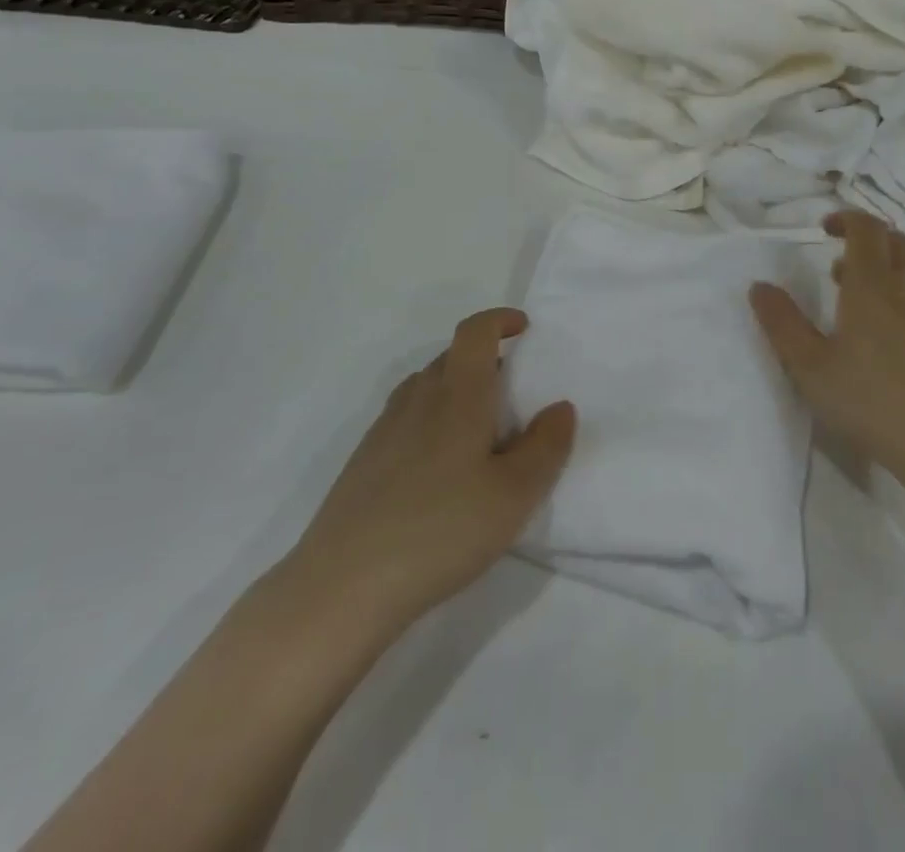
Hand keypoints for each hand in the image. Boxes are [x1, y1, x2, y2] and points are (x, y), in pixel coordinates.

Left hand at [277, 309, 575, 635]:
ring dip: (457, 389)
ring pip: (426, 387)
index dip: (499, 320)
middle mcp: (418, 399)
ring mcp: (385, 429)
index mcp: (458, 395)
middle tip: (513, 391)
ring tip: (480, 430)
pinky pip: (407, 418)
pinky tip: (440, 467)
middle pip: (451, 356)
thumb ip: (546, 446)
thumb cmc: (442, 529)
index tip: (523, 328)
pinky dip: (432, 419)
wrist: (344, 585)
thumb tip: (560, 407)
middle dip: (485, 358)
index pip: (475, 332)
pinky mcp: (365, 461)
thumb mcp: (515, 494)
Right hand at [749, 212, 904, 479]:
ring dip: (886, 269)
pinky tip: (892, 336)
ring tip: (859, 300)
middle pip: (895, 241)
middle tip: (839, 261)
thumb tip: (759, 286)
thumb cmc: (872, 400)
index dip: (846, 218)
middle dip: (867, 238)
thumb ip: (782, 324)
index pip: (866, 228)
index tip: (824, 228)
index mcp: (872, 285)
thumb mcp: (810, 367)